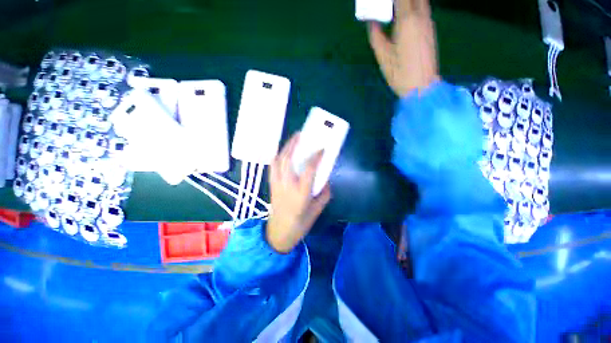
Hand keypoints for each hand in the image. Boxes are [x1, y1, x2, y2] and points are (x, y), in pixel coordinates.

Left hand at [267, 134, 331, 252]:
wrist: (278, 234)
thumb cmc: (299, 224)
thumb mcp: (317, 210)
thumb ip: (324, 194)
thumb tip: (326, 180)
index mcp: (301, 193)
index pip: (309, 170)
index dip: (316, 157)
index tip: (322, 148)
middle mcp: (287, 185)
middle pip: (288, 160)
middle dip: (293, 144)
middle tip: (300, 134)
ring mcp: (277, 184)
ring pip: (278, 161)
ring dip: (284, 148)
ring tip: (292, 141)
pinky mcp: (271, 185)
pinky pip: (273, 166)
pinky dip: (278, 157)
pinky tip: (284, 154)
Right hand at [368, 0, 439, 96]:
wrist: (422, 86)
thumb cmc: (400, 74)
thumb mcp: (383, 57)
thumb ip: (376, 37)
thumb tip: (371, 22)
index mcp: (407, 21)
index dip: (391, 0)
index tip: (381, 3)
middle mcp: (421, 17)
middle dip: (401, 0)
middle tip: (389, 6)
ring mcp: (428, 23)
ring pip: (421, 1)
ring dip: (409, 2)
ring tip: (396, 9)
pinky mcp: (430, 30)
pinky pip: (423, 9)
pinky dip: (414, 6)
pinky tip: (405, 15)